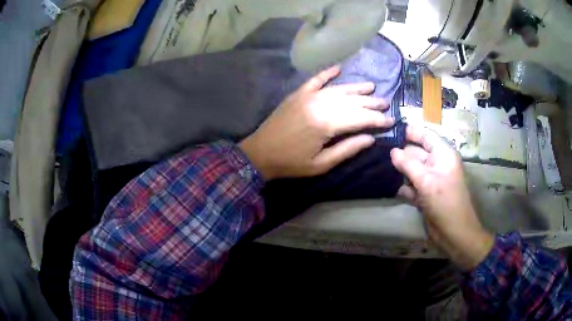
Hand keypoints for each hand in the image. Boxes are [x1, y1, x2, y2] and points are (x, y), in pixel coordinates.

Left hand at [239, 65, 392, 179]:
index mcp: (327, 124)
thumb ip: (347, 149)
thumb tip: (370, 137)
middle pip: (352, 101)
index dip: (377, 119)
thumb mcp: (322, 164)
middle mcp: (320, 104)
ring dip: (357, 88)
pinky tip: (338, 68)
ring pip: (339, 89)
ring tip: (372, 87)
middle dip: (371, 103)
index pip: (360, 118)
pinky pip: (315, 79)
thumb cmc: (291, 163)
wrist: (260, 153)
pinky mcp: (298, 94)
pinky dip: (327, 72)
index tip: (391, 120)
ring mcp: (308, 96)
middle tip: (386, 103)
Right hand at [390, 126, 493, 270]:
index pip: (426, 135)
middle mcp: (438, 164)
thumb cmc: (445, 202)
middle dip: (401, 152)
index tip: (389, 130)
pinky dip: (404, 186)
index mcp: (444, 154)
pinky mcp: (426, 194)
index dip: (410, 132)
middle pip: (417, 152)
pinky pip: (412, 185)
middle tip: (379, 150)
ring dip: (400, 170)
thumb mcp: (427, 181)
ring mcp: (432, 180)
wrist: (454, 233)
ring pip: (413, 169)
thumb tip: (392, 151)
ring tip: (380, 166)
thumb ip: (408, 164)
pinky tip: (390, 185)